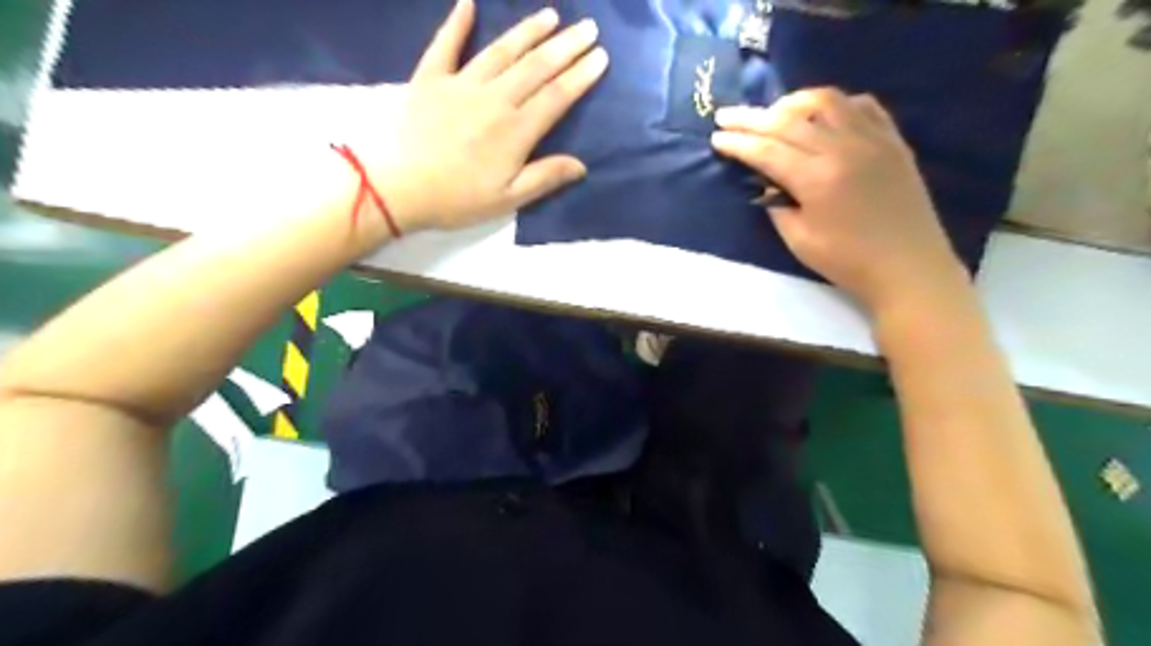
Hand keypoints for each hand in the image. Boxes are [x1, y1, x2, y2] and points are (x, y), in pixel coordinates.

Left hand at [363, 0, 605, 233]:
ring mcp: (461, 84)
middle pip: (536, 67)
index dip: (580, 76)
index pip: (556, 96)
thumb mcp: (508, 199)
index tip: (600, 57)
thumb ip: (545, 178)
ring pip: (502, 51)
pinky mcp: (430, 79)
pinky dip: (457, 22)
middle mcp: (494, 99)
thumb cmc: (458, 199)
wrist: (399, 189)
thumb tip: (581, 165)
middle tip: (588, 27)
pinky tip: (468, 2)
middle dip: (566, 46)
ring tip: (551, 15)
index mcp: (515, 131)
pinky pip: (446, 44)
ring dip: (528, 31)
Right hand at [718, 87, 964, 312]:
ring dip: (792, 103)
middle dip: (751, 117)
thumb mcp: (799, 241)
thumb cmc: (848, 261)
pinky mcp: (893, 139)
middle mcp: (843, 147)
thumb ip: (776, 205)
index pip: (767, 150)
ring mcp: (872, 138)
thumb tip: (767, 181)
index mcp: (816, 178)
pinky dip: (835, 104)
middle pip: (788, 120)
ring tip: (773, 113)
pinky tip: (822, 115)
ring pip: (825, 101)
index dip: (738, 143)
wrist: (908, 266)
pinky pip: (861, 105)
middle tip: (726, 116)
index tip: (716, 138)